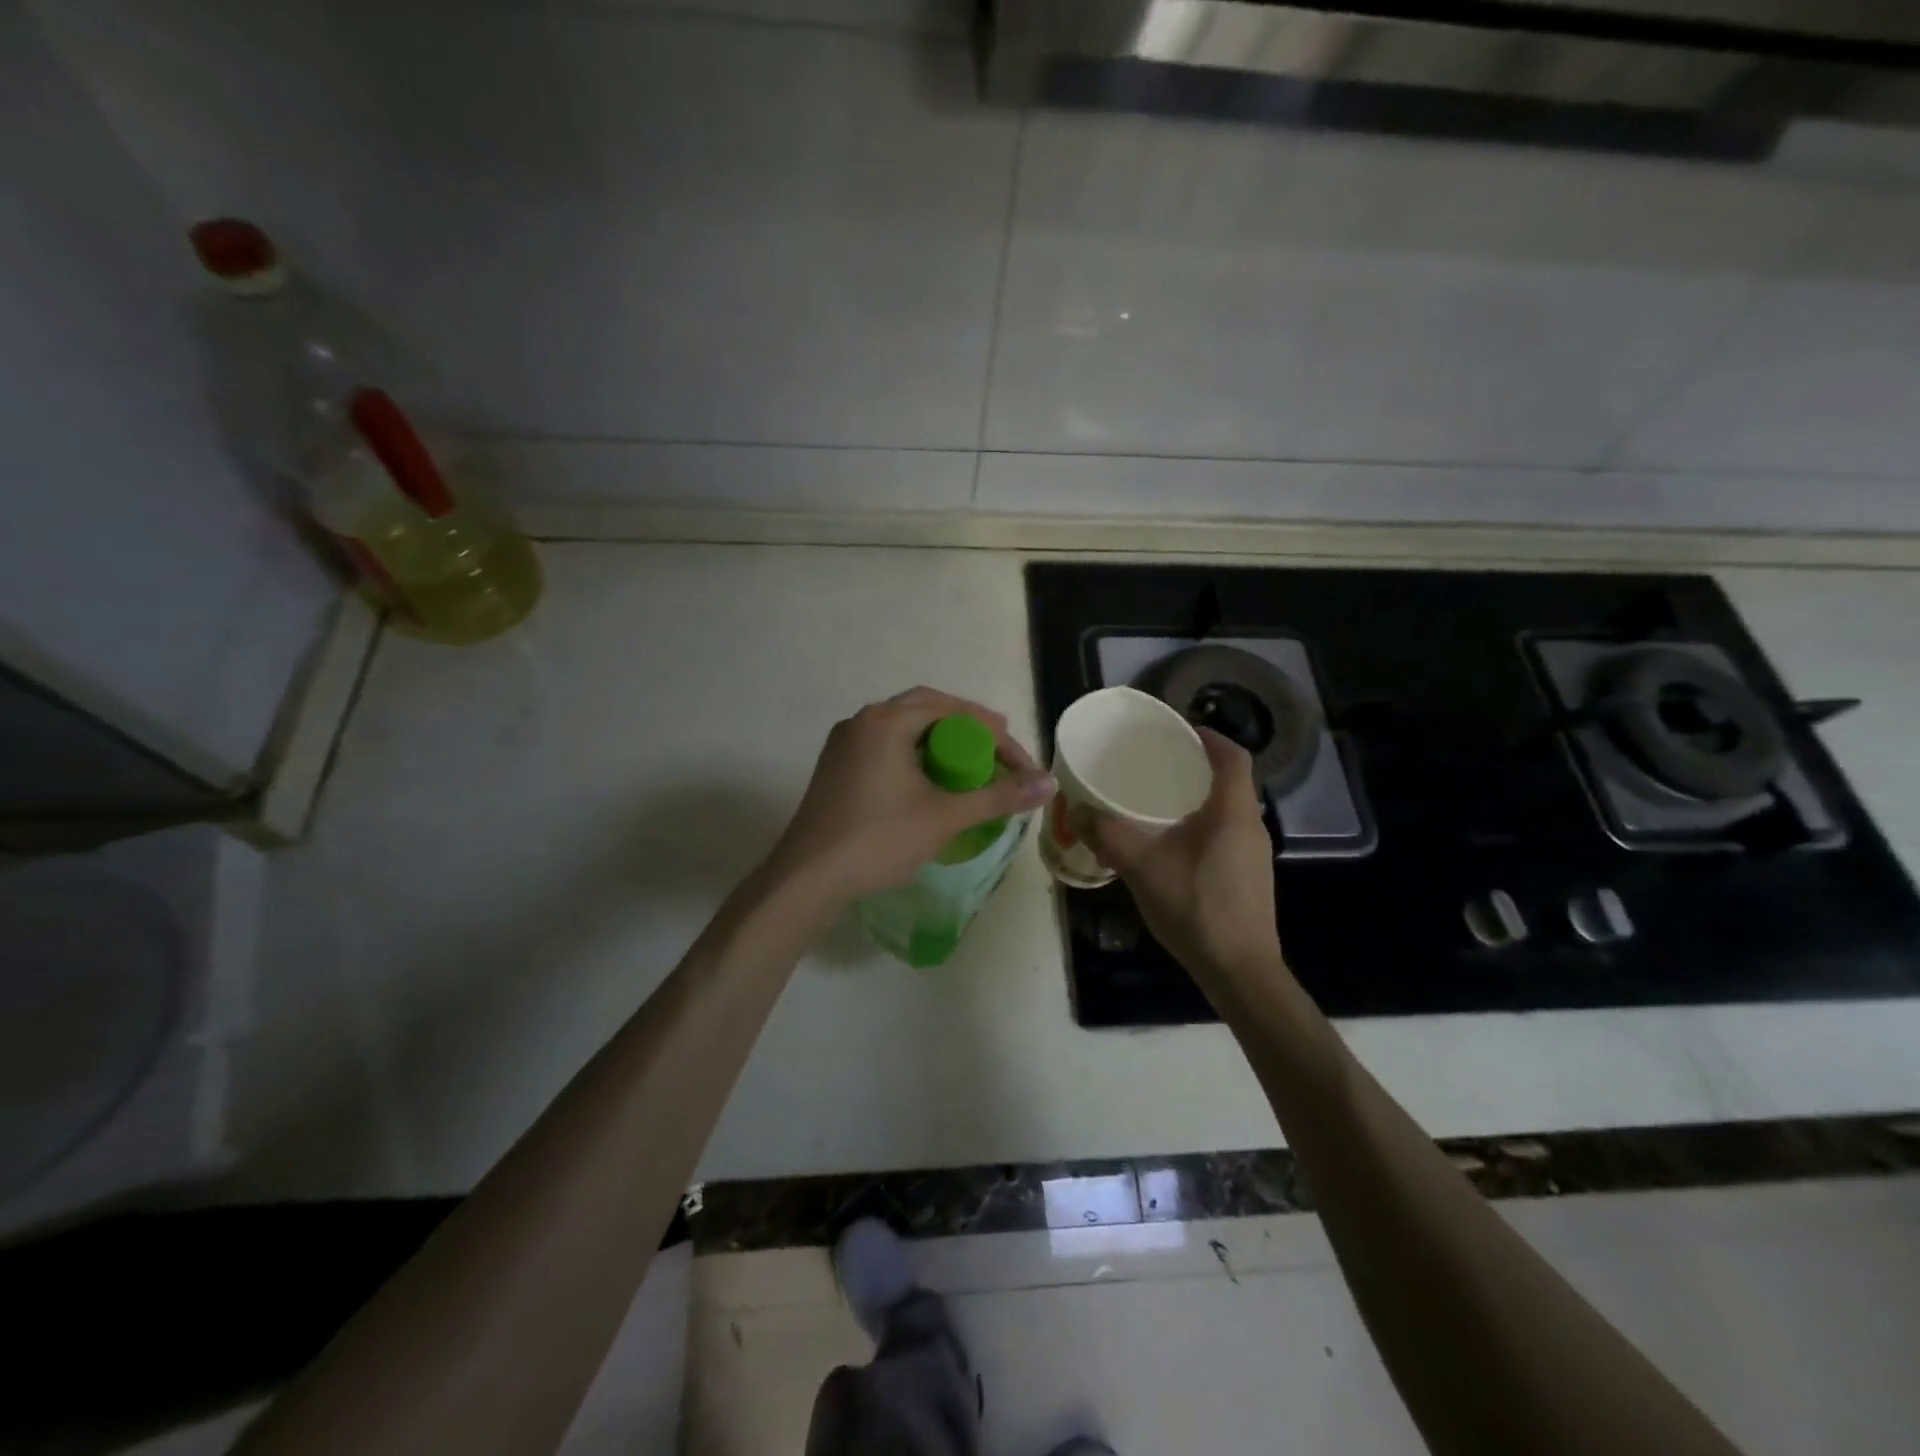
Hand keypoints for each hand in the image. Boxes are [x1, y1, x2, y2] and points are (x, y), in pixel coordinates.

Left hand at [765, 687, 1054, 907]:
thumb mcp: (944, 817)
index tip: (1022, 765)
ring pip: (903, 726)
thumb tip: (1049, 784)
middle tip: (1000, 748)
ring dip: (940, 737)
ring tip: (970, 761)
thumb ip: (998, 797)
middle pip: (927, 708)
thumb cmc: (878, 841)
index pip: (955, 711)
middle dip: (968, 726)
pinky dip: (915, 751)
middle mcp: (863, 720)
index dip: (996, 736)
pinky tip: (929, 777)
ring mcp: (845, 742)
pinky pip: (885, 744)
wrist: (807, 878)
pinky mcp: (836, 765)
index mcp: (887, 721)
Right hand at [1077, 728, 1285, 987]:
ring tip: (1160, 802)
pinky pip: (1227, 835)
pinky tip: (1173, 846)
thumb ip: (1107, 834)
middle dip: (1197, 767)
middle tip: (1159, 764)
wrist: (1239, 970)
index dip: (1210, 737)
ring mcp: (1254, 855)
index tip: (1181, 729)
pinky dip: (1203, 826)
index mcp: (1232, 812)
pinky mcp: (1249, 878)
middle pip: (1230, 782)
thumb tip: (1076, 809)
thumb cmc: (1195, 906)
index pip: (1233, 757)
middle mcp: (1251, 826)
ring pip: (1228, 811)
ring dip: (1199, 799)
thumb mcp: (1141, 866)